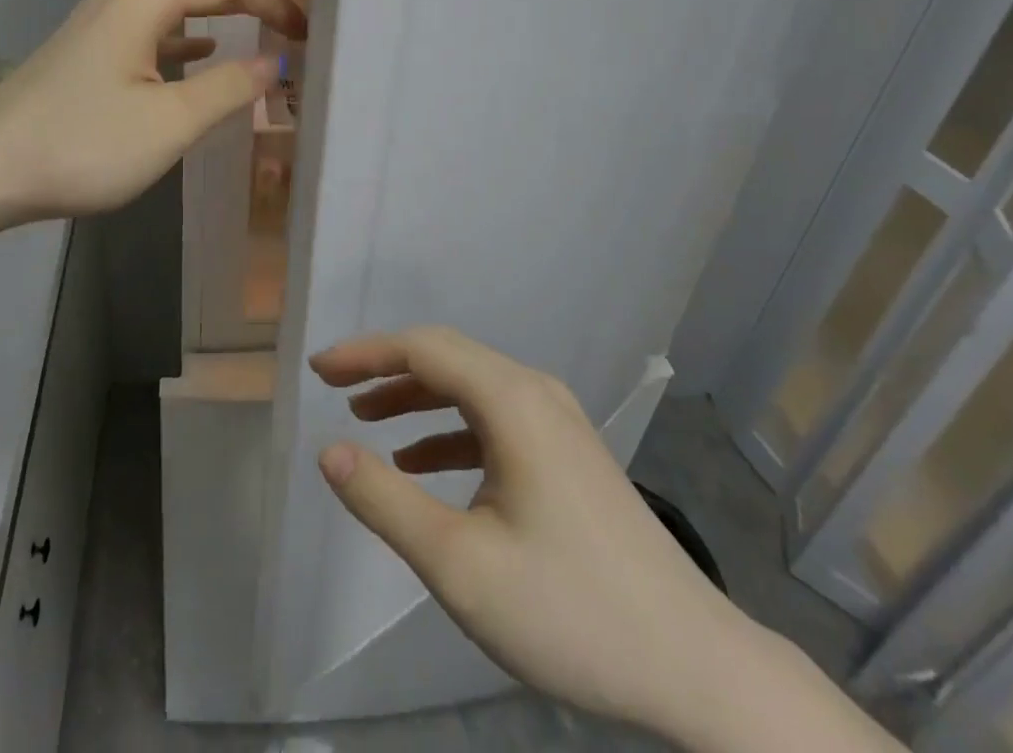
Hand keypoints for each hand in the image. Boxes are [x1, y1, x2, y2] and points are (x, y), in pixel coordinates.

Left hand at [0, 0, 305, 225]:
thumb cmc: (82, 145)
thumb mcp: (168, 124)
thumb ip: (226, 89)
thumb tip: (274, 64)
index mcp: (141, 5)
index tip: (305, 30)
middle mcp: (118, 0)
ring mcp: (97, 26)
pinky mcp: (86, 53)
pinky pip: (148, 23)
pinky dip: (184, 25)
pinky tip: (201, 47)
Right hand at [311, 328, 764, 744]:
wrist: (695, 664)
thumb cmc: (571, 611)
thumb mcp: (459, 564)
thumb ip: (385, 501)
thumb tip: (329, 451)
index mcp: (511, 400)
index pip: (423, 348)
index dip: (364, 352)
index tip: (316, 369)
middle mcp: (535, 392)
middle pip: (446, 358)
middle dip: (385, 367)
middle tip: (331, 385)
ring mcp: (557, 420)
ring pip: (470, 388)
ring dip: (416, 398)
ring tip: (365, 418)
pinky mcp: (567, 452)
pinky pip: (494, 420)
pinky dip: (449, 431)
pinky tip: (421, 463)